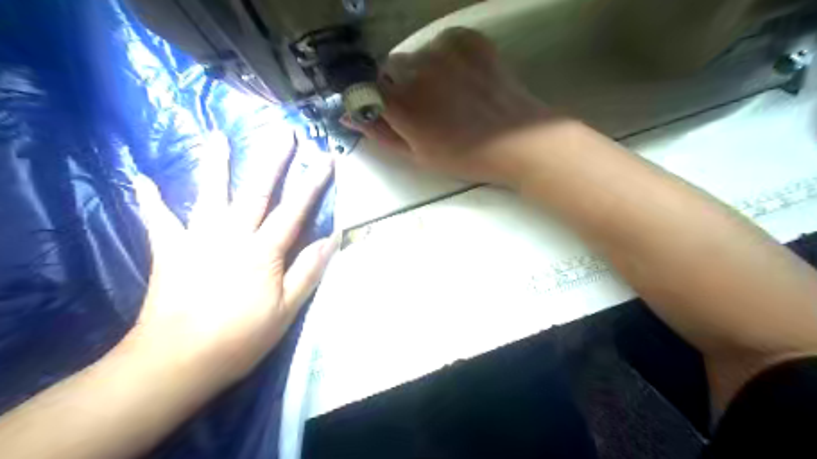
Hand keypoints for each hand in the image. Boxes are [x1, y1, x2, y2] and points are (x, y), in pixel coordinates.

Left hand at [128, 142, 335, 390]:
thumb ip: (308, 270)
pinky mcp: (170, 251)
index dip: (312, 183)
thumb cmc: (239, 338)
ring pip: (210, 194)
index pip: (294, 210)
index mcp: (263, 252)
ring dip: (215, 163)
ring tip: (217, 135)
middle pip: (256, 191)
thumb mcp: (286, 310)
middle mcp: (232, 236)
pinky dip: (150, 199)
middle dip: (273, 160)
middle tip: (283, 133)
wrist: (176, 362)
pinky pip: (159, 220)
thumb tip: (331, 238)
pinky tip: (141, 178)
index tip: (326, 159)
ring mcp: (198, 240)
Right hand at [348, 26, 569, 185]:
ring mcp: (444, 50)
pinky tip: (463, 78)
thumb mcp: (418, 155)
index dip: (375, 99)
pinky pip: (442, 42)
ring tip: (449, 94)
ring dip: (423, 71)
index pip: (365, 87)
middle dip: (399, 85)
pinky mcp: (468, 39)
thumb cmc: (465, 156)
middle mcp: (417, 69)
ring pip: (416, 54)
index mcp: (402, 104)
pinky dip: (445, 57)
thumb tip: (348, 116)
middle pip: (391, 68)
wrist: (518, 141)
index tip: (388, 111)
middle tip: (425, 108)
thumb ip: (380, 134)